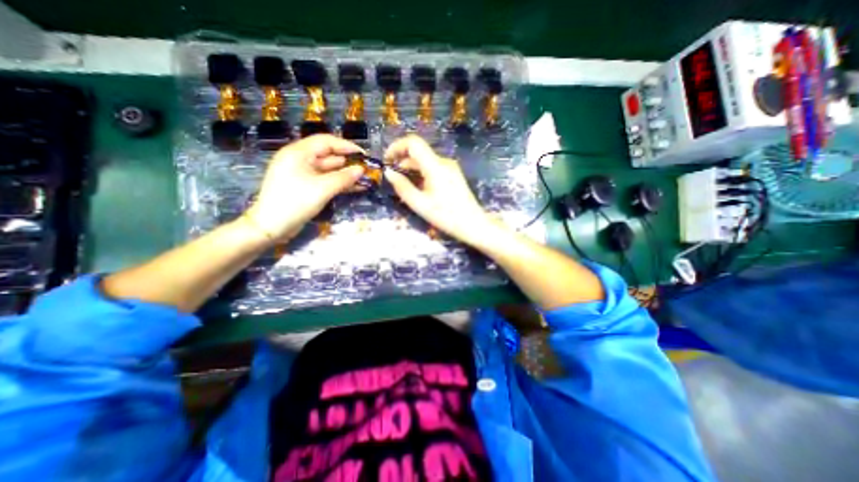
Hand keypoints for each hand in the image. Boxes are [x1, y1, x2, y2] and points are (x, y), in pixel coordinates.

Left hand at [243, 135, 362, 243]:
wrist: (271, 226)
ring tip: (364, 179)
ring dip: (345, 174)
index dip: (346, 146)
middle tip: (367, 169)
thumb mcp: (322, 189)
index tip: (364, 154)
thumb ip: (343, 178)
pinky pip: (325, 180)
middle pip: (328, 155)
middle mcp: (300, 160)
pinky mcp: (305, 187)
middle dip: (348, 161)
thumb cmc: (295, 202)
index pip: (326, 141)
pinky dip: (339, 183)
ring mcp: (302, 174)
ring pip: (328, 170)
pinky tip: (354, 187)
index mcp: (299, 153)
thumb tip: (361, 170)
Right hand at [385, 134, 496, 244]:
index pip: (413, 143)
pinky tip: (419, 189)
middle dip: (402, 162)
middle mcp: (444, 162)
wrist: (473, 224)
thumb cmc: (446, 216)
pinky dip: (421, 174)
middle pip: (418, 153)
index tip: (387, 160)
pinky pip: (433, 168)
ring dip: (411, 170)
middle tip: (393, 179)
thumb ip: (402, 187)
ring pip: (425, 161)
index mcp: (435, 166)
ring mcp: (450, 168)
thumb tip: (388, 172)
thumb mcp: (420, 204)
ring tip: (404, 187)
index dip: (397, 147)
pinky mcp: (453, 174)